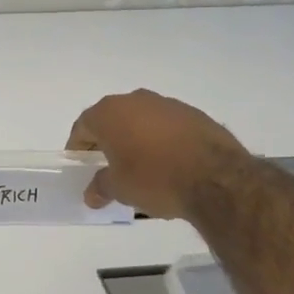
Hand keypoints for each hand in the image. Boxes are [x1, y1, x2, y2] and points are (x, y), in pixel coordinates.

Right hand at [66, 89, 250, 219]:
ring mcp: (167, 104)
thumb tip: (91, 194)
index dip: (78, 146)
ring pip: (141, 120)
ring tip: (140, 166)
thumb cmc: (154, 178)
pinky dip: (162, 140)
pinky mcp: (194, 114)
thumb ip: (101, 187)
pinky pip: (167, 126)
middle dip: (107, 140)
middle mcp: (135, 100)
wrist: (216, 177)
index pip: (83, 126)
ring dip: (136, 138)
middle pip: (112, 119)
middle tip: (107, 165)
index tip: (80, 164)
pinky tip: (169, 163)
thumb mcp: (120, 189)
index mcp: (109, 113)